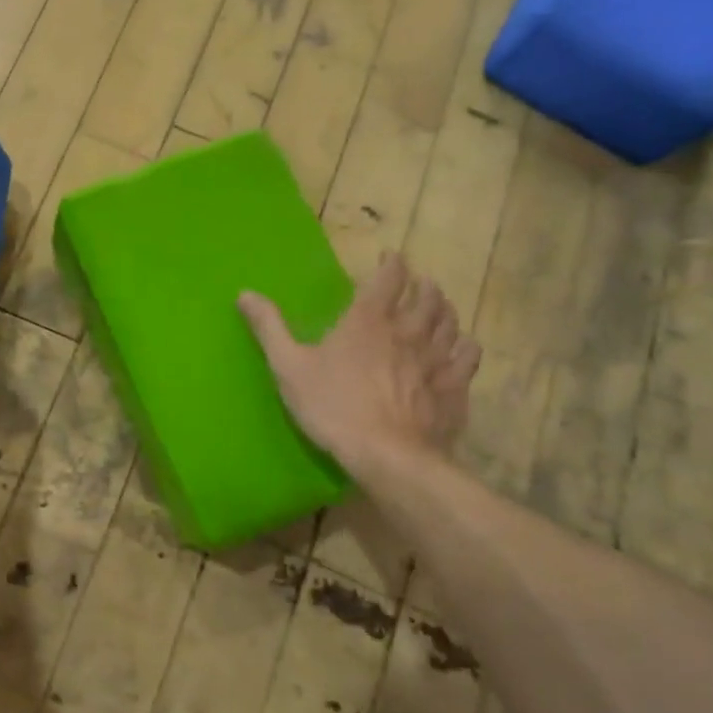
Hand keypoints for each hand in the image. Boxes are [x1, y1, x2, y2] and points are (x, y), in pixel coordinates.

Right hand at [238, 252, 480, 478]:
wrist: (387, 456)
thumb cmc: (333, 407)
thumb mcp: (289, 367)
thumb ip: (269, 328)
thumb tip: (245, 293)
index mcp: (368, 320)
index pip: (389, 277)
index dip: (392, 263)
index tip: (390, 257)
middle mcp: (408, 330)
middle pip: (426, 295)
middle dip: (421, 284)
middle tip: (415, 283)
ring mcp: (436, 358)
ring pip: (449, 321)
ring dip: (443, 308)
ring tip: (437, 306)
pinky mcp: (454, 386)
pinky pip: (468, 355)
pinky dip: (464, 344)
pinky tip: (459, 347)